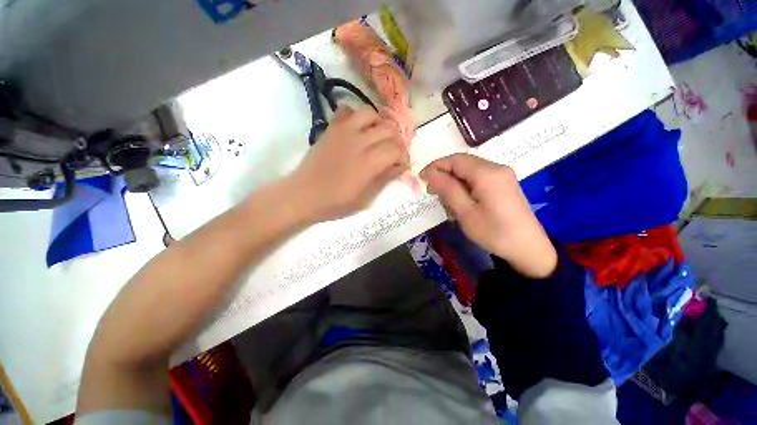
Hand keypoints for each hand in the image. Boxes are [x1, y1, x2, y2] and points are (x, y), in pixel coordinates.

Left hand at [290, 105, 409, 221]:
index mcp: (369, 163)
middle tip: (393, 153)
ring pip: (370, 113)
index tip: (402, 165)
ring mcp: (343, 132)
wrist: (303, 195)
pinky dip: (355, 116)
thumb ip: (384, 179)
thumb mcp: (365, 198)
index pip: (396, 149)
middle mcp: (359, 142)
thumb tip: (399, 167)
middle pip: (388, 129)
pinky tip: (357, 129)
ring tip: (378, 137)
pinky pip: (346, 110)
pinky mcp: (331, 128)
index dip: (404, 157)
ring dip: (379, 124)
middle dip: (397, 140)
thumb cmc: (335, 203)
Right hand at [420, 154, 556, 277]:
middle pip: (463, 163)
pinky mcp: (504, 184)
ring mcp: (502, 175)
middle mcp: (496, 168)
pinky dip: (464, 185)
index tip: (421, 179)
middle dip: (444, 174)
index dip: (435, 166)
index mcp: (487, 173)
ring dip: (454, 181)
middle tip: (432, 192)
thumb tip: (430, 173)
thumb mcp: (465, 212)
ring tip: (446, 200)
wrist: (529, 249)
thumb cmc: (494, 232)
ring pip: (469, 170)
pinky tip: (461, 200)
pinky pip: (478, 178)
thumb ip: (447, 189)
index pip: (455, 159)